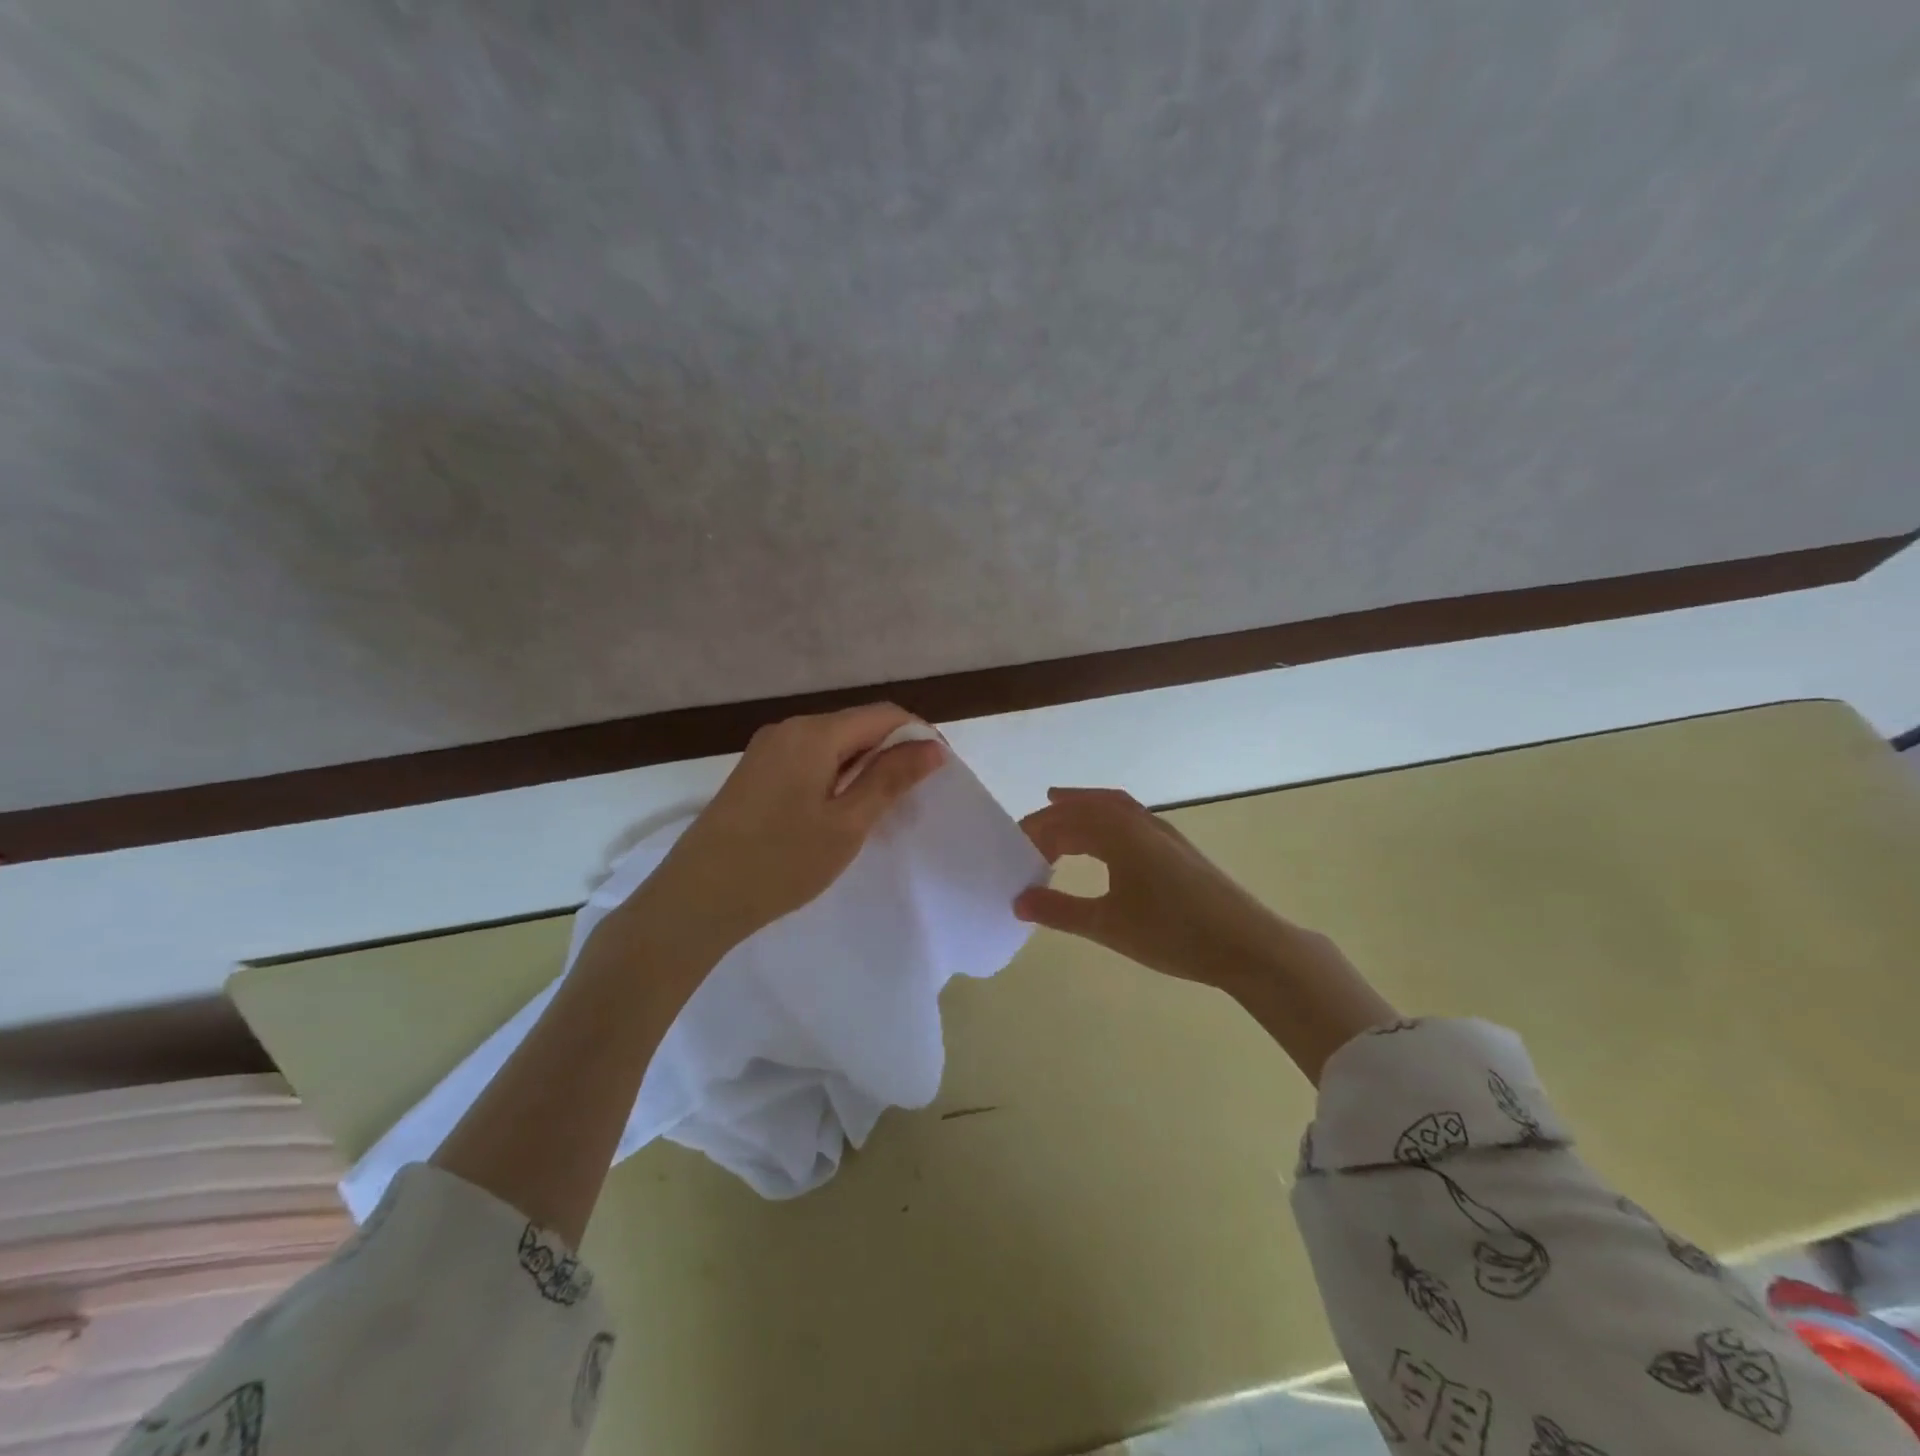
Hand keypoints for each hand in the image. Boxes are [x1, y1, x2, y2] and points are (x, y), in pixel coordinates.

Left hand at [626, 703, 945, 955]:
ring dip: (864, 768)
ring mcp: (767, 750)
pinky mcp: (755, 772)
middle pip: (857, 726)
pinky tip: (839, 813)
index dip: (919, 735)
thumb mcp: (847, 823)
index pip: (884, 714)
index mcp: (814, 733)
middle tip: (913, 800)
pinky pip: (810, 760)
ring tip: (880, 811)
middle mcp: (789, 729)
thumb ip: (890, 778)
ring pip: (834, 745)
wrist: (696, 899)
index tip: (941, 772)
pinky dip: (836, 777)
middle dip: (892, 753)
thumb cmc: (780, 862)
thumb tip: (932, 746)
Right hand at [1014, 787, 1395, 1081]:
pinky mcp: (1176, 849)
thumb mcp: (1108, 925)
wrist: (1247, 944)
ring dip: (1081, 813)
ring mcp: (1162, 833)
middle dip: (1054, 819)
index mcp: (1118, 833)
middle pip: (1086, 809)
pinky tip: (1104, 846)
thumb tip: (1017, 901)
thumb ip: (1059, 911)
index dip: (1034, 832)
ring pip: (1111, 809)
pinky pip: (1130, 820)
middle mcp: (1139, 823)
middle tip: (1026, 839)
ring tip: (1058, 818)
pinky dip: (1106, 822)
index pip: (1064, 821)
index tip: (1011, 849)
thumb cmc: (1172, 932)